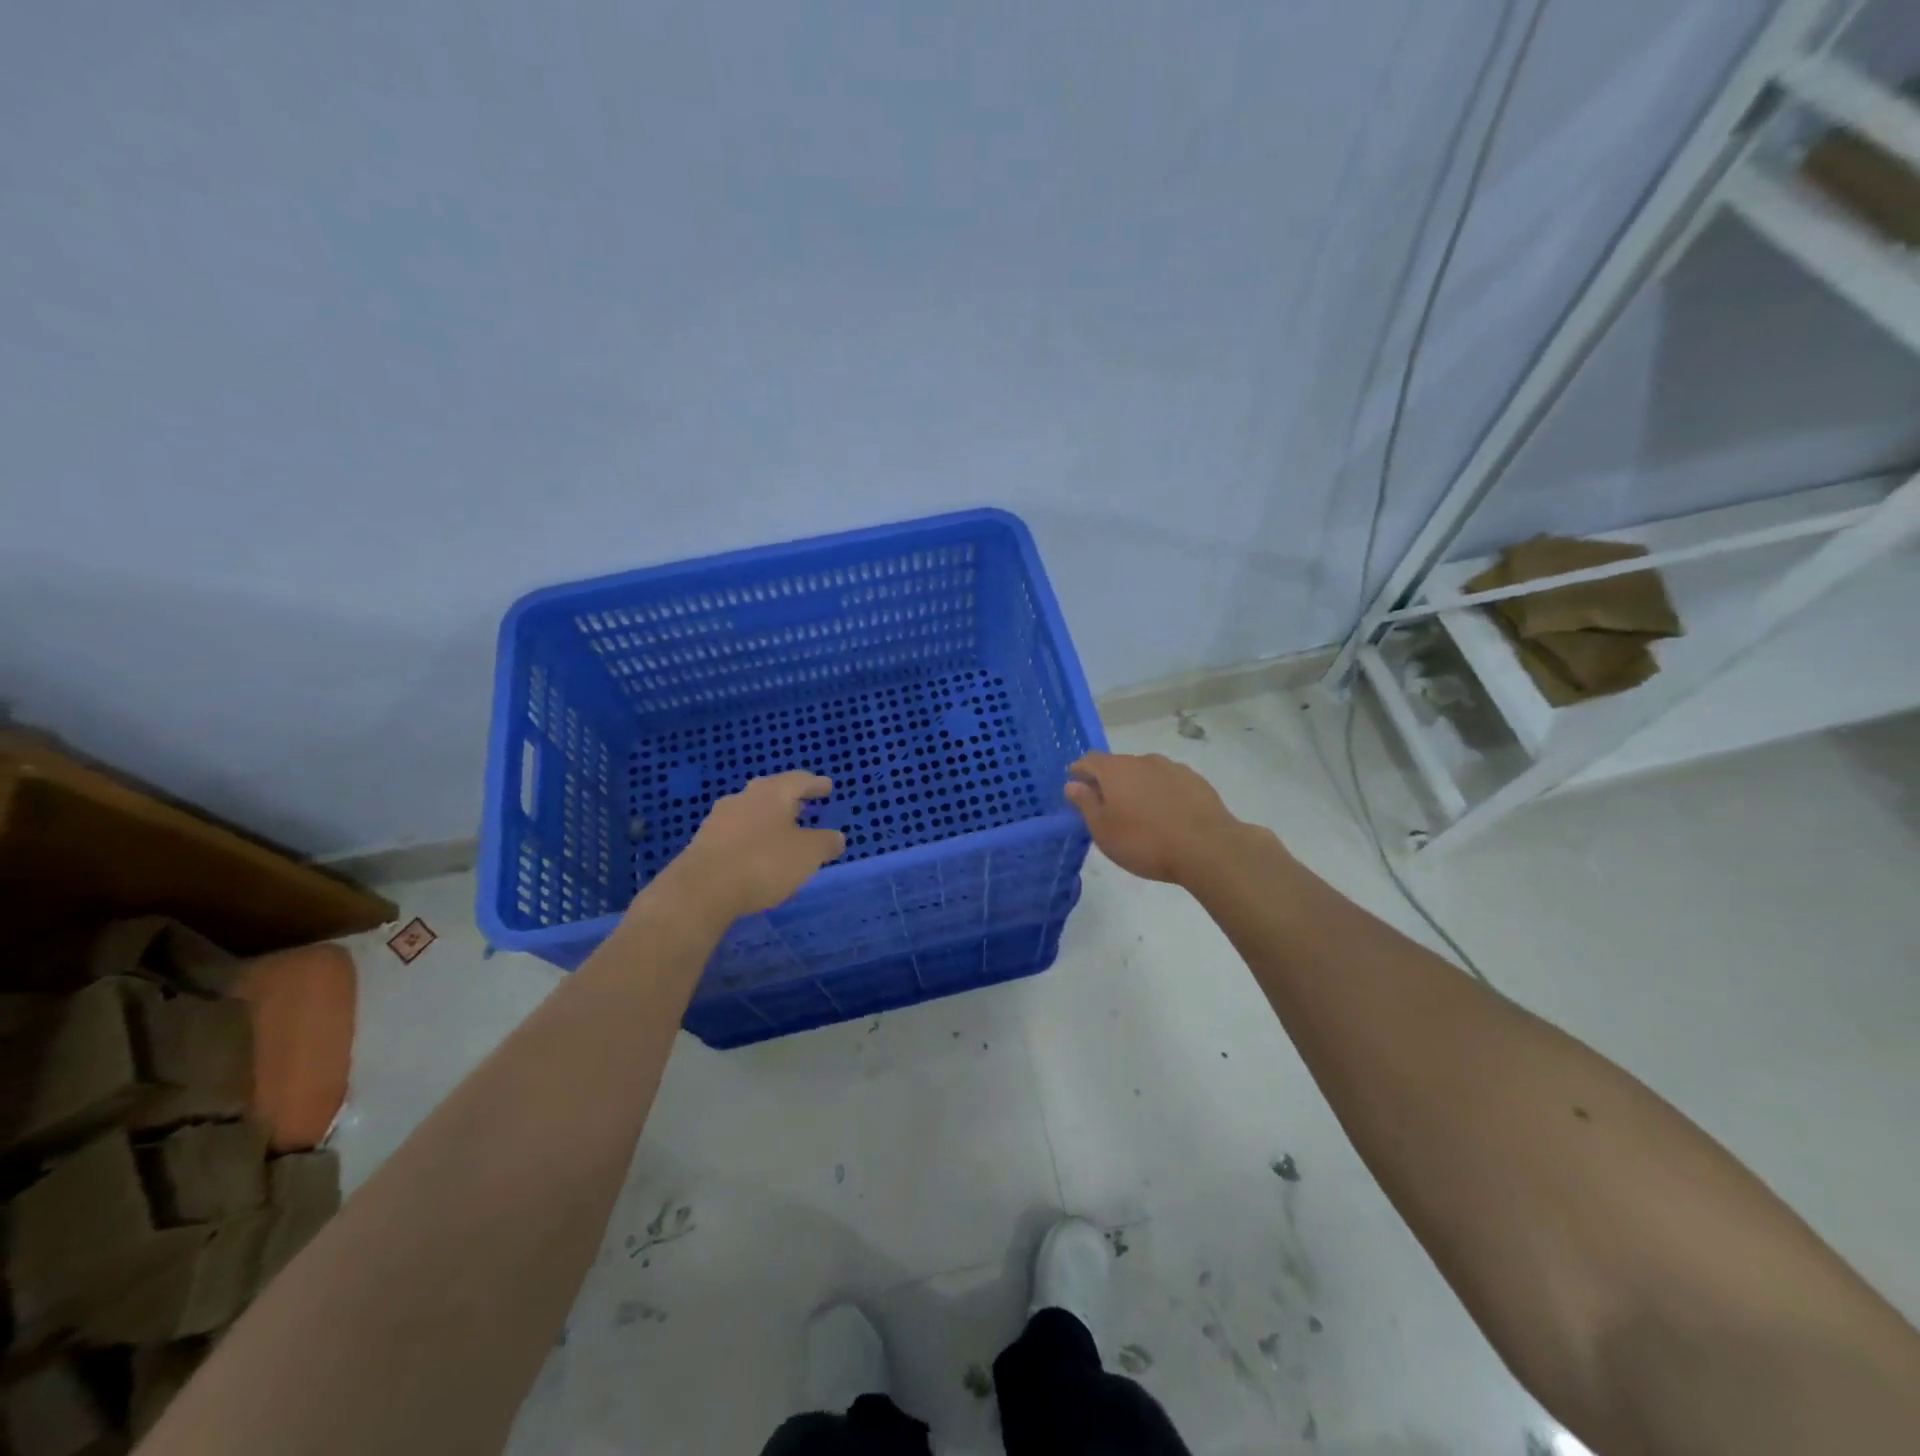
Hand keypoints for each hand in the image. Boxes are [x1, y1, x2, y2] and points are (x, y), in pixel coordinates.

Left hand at [663, 772, 845, 921]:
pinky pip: (735, 834)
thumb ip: (826, 843)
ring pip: (751, 812)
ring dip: (767, 820)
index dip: (816, 784)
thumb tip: (836, 837)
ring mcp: (719, 819)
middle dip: (789, 800)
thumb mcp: (808, 855)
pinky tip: (756, 854)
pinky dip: (750, 839)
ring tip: (781, 833)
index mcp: (772, 792)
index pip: (799, 780)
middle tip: (804, 806)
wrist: (701, 890)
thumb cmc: (763, 863)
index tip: (827, 787)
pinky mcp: (703, 842)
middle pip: (772, 792)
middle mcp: (744, 797)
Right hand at [1064, 751, 1243, 885]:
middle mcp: (1143, 760)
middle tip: (1108, 807)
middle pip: (1119, 765)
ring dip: (1138, 786)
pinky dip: (1162, 793)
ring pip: (1146, 773)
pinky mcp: (1197, 781)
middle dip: (1110, 781)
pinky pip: (1170, 782)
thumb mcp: (1103, 830)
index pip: (1089, 759)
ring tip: (1140, 813)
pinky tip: (1167, 815)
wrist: (1207, 848)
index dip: (1080, 771)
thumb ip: (1086, 804)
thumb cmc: (1144, 842)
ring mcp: (1173, 768)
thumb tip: (1073, 784)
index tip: (1076, 786)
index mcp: (1116, 769)